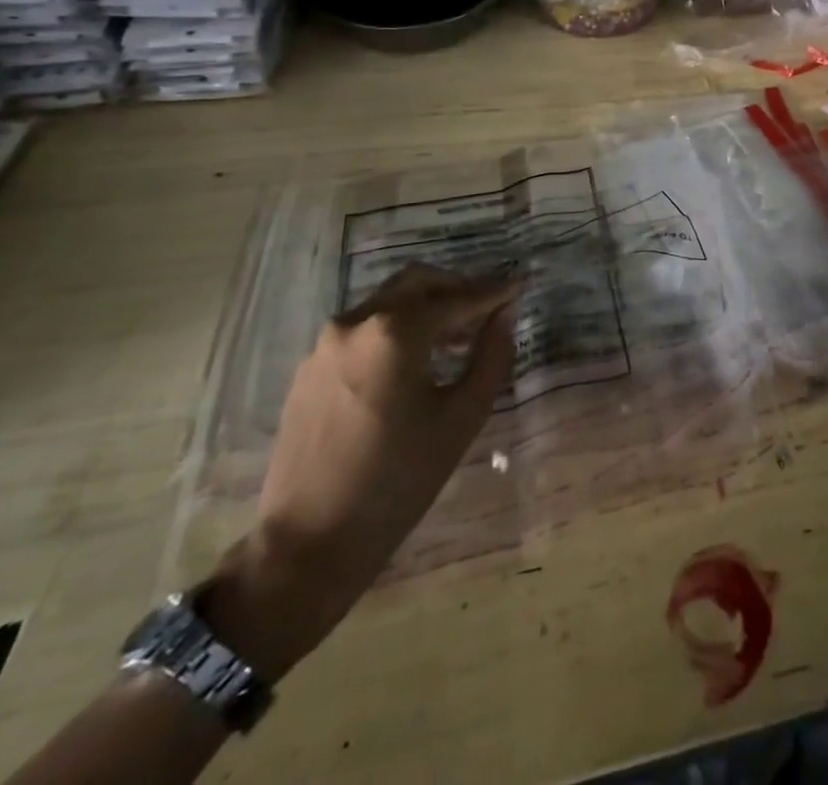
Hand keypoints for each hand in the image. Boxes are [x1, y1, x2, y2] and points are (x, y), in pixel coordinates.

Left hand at [200, 264, 516, 677]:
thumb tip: (506, 314)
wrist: (308, 543)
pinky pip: (363, 330)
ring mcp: (326, 345)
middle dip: (456, 289)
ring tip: (456, 340)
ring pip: (387, 303)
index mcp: (396, 331)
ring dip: (425, 309)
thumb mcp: (462, 417)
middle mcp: (357, 323)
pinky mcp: (309, 369)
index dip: (493, 291)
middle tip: (487, 310)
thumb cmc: (399, 480)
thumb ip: (491, 355)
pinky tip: (413, 363)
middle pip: (416, 283)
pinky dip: (396, 330)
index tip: (520, 286)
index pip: (457, 297)